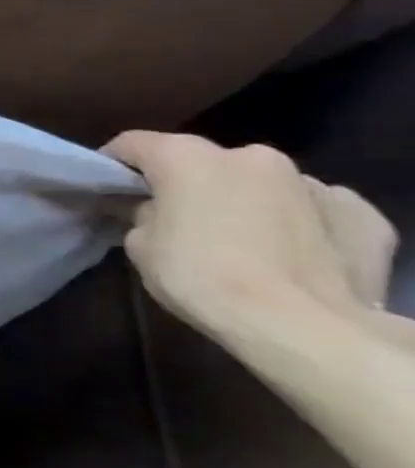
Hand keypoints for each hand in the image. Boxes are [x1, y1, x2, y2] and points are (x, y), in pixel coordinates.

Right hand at [105, 131, 397, 340]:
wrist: (303, 324)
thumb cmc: (200, 276)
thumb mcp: (140, 245)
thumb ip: (145, 214)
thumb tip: (158, 210)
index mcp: (188, 158)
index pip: (134, 144)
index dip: (114, 164)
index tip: (106, 188)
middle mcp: (250, 156)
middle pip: (203, 162)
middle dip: (187, 184)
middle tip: (174, 217)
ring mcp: (312, 183)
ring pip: (261, 184)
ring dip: (244, 201)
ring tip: (237, 238)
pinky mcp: (360, 214)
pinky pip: (314, 209)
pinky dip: (297, 222)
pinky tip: (290, 251)